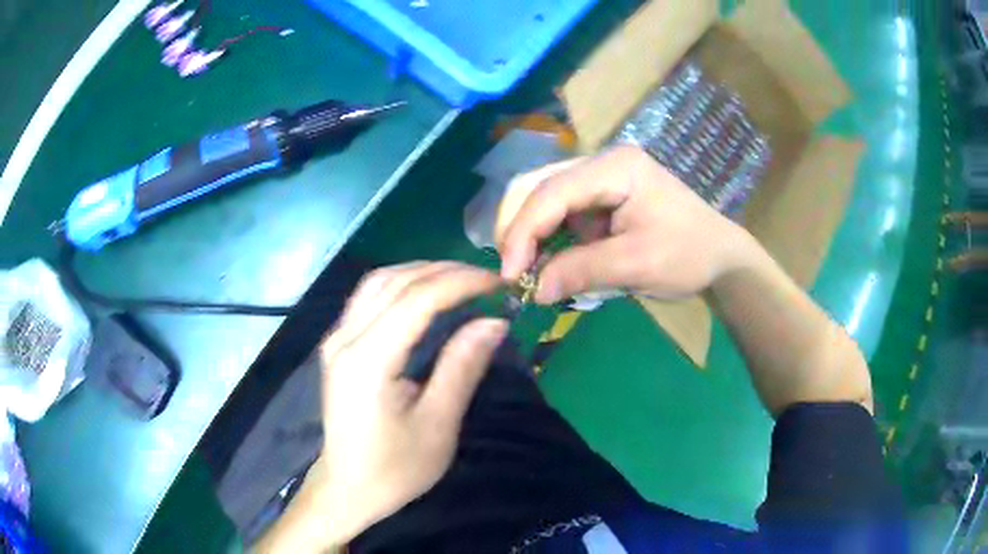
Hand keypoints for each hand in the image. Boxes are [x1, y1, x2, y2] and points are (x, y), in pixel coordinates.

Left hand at [310, 262, 507, 545]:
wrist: (348, 488)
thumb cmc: (395, 468)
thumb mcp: (437, 425)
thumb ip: (462, 367)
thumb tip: (494, 322)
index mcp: (367, 361)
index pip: (416, 299)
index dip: (461, 283)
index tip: (499, 285)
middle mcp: (344, 339)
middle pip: (395, 281)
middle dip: (445, 271)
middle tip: (487, 280)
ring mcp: (336, 339)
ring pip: (378, 281)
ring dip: (421, 272)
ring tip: (462, 280)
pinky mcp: (337, 345)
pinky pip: (369, 296)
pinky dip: (402, 284)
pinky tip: (426, 294)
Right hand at [497, 145, 758, 303]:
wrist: (721, 257)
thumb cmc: (689, 255)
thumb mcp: (637, 264)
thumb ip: (582, 271)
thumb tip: (535, 290)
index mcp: (616, 167)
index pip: (552, 191)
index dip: (524, 231)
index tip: (510, 275)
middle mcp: (602, 162)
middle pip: (539, 185)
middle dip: (519, 228)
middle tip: (511, 271)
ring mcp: (600, 177)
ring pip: (543, 197)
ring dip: (530, 234)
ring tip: (525, 270)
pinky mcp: (600, 196)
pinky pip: (561, 212)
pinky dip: (548, 238)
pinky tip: (546, 260)